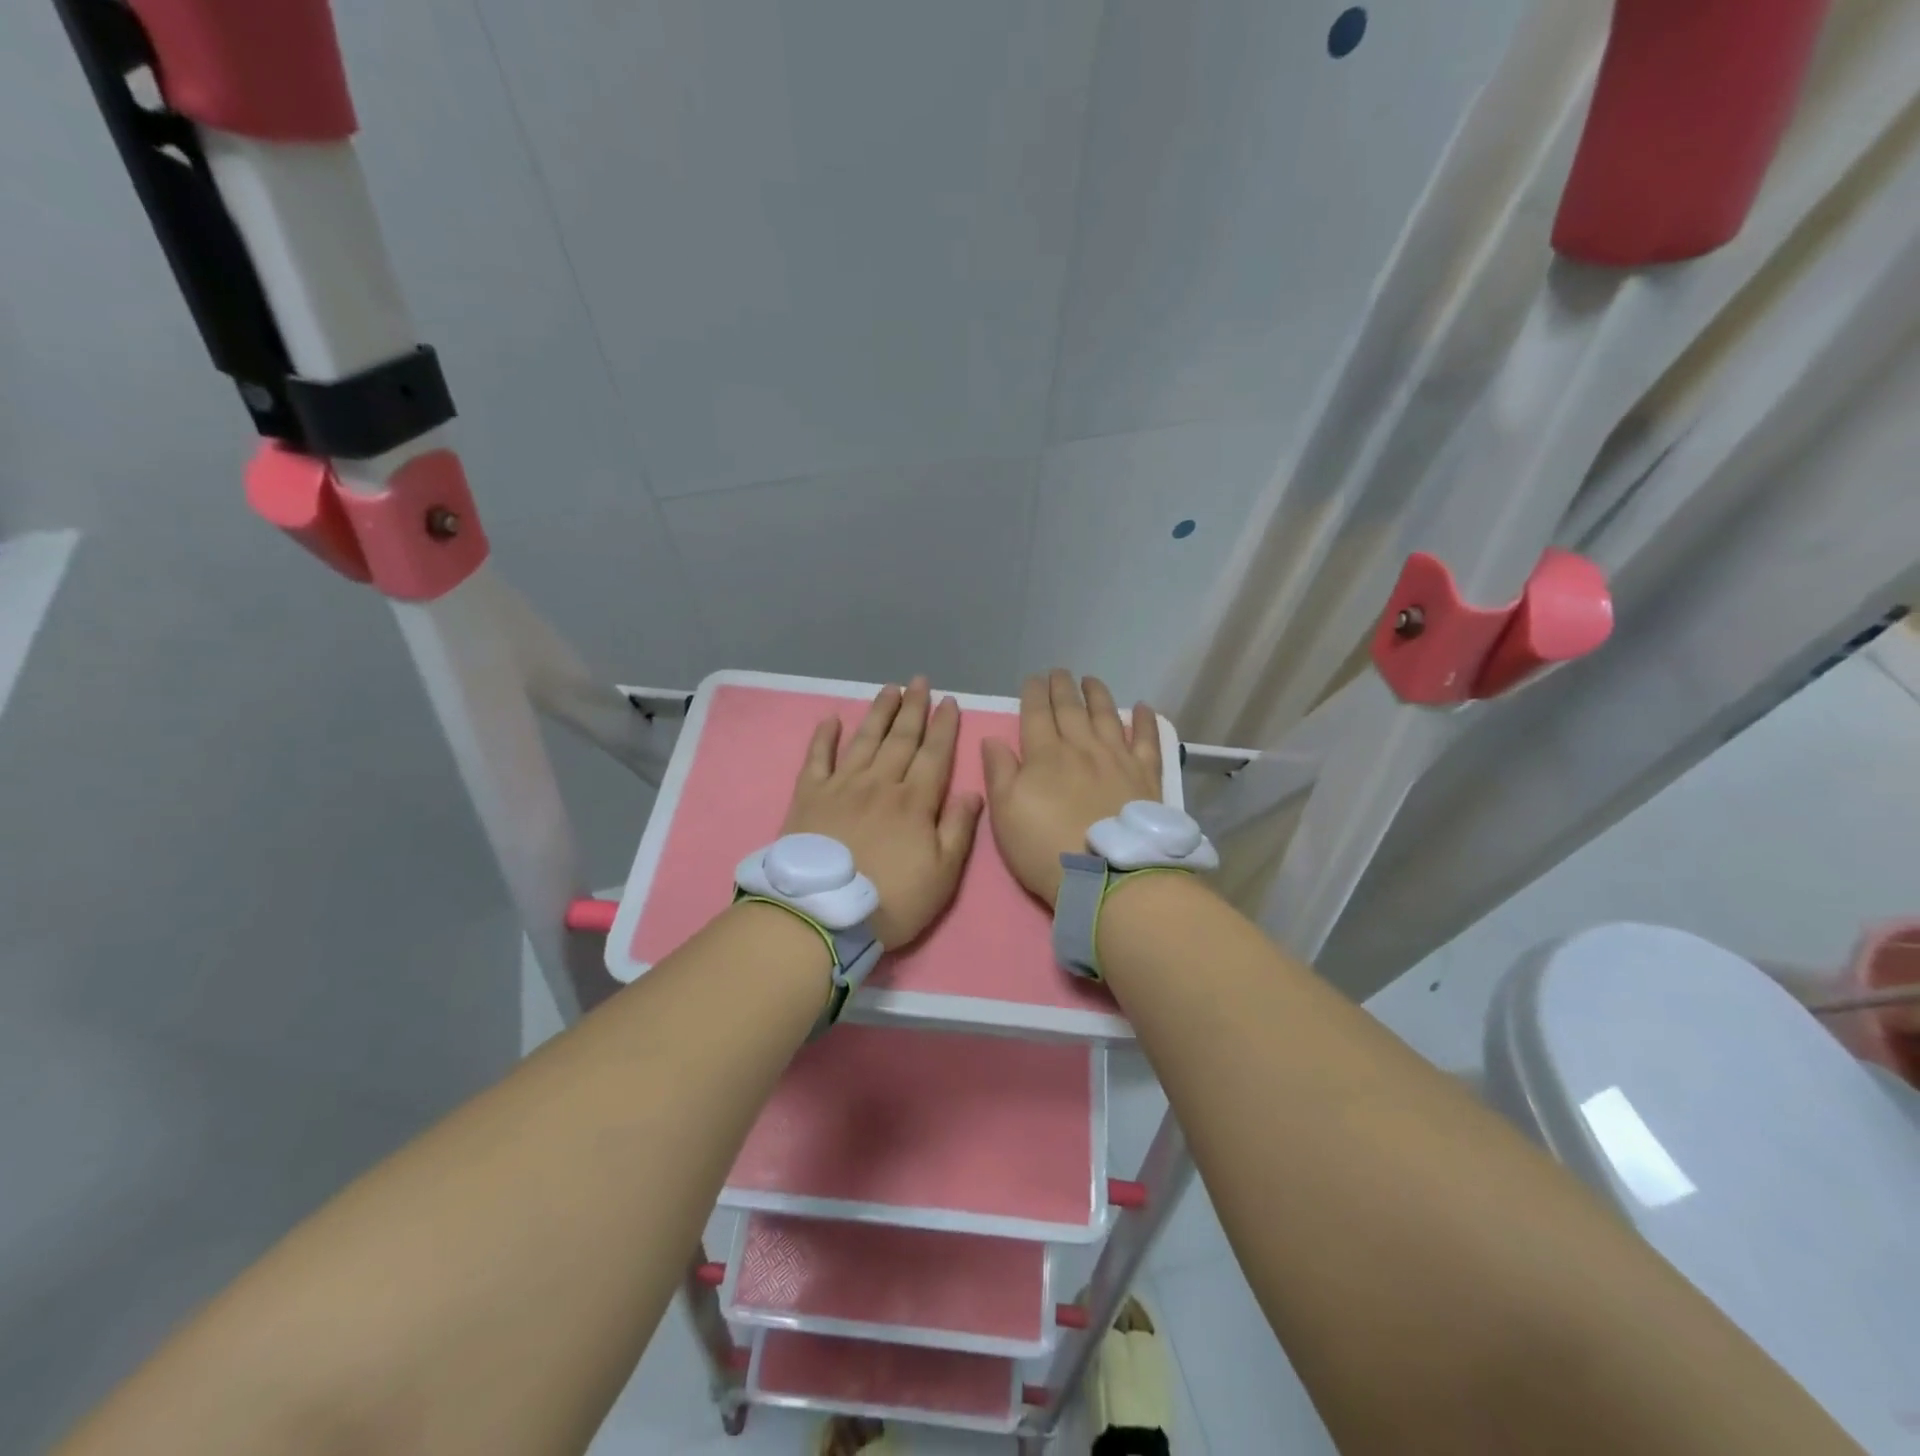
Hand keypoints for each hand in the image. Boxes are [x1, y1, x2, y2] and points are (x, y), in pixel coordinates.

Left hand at [782, 677, 983, 948]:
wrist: (822, 914)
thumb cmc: (890, 900)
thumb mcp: (942, 875)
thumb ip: (959, 830)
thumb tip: (973, 792)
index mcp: (914, 801)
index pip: (934, 754)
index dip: (943, 726)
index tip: (949, 701)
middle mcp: (880, 783)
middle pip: (900, 738)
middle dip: (913, 708)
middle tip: (920, 681)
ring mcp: (842, 786)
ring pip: (865, 740)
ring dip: (879, 713)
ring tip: (889, 689)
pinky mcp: (809, 796)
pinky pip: (818, 757)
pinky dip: (824, 736)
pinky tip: (832, 718)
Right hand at [981, 670, 1163, 906]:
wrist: (1107, 876)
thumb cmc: (1045, 849)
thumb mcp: (1005, 814)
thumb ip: (999, 773)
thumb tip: (993, 739)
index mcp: (1045, 755)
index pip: (1037, 714)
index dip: (1034, 693)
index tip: (1033, 678)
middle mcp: (1082, 747)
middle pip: (1071, 709)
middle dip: (1062, 687)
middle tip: (1059, 672)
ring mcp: (1117, 759)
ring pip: (1107, 716)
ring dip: (1098, 694)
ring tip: (1091, 679)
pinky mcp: (1146, 776)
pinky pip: (1147, 740)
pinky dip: (1145, 721)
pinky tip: (1143, 707)